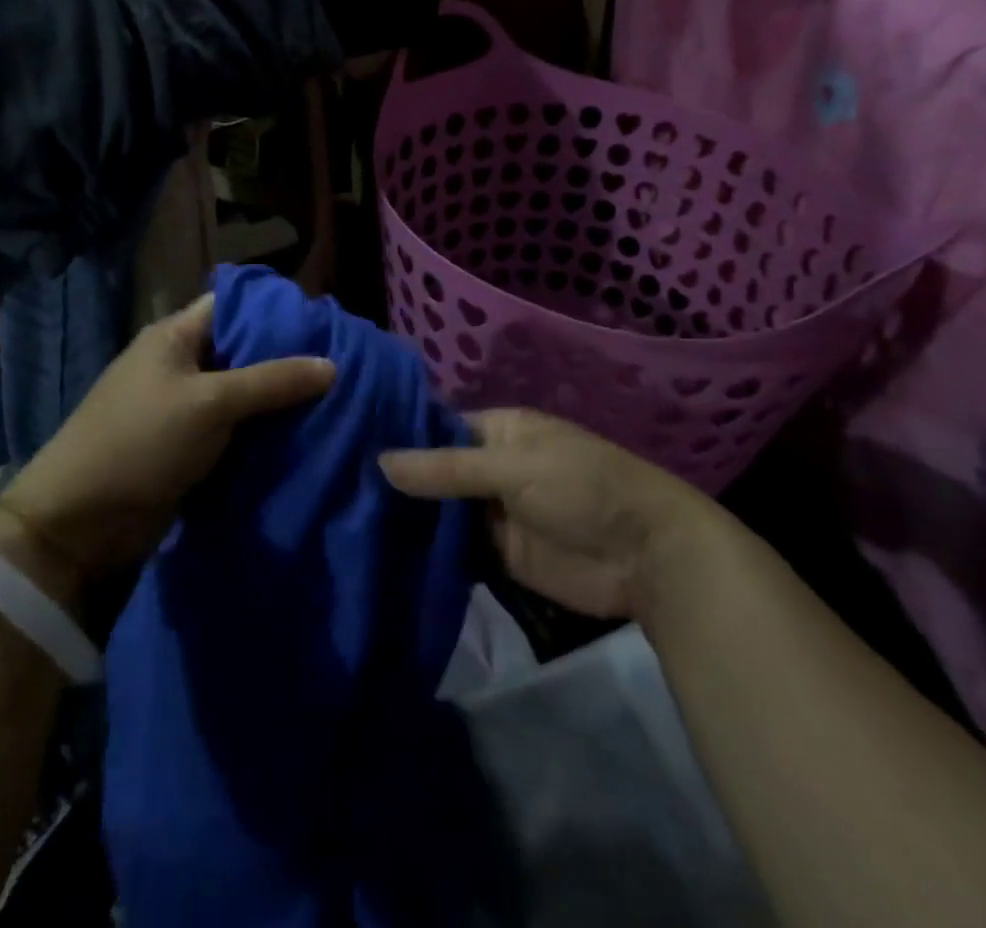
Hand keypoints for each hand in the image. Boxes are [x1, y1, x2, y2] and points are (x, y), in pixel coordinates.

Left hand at [0, 292, 335, 598]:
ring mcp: (184, 410)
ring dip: (279, 404)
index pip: (233, 306)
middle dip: (288, 361)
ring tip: (336, 403)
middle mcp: (181, 366)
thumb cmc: (141, 441)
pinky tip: (306, 438)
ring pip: (243, 396)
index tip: (325, 324)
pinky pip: (236, 433)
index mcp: (176, 336)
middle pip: (243, 353)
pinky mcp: (189, 450)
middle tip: (341, 367)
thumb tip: (332, 365)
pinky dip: (264, 436)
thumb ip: (272, 381)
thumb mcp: (210, 403)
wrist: (80, 523)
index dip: (277, 312)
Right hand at [380, 408, 720, 620]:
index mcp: (498, 430)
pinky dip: (429, 552)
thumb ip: (447, 469)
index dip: (399, 437)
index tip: (348, 446)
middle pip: (435, 472)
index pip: (436, 428)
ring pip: (441, 512)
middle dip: (398, 483)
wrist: (647, 556)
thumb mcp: (512, 468)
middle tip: (338, 490)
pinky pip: (456, 550)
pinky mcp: (500, 555)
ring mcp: (494, 512)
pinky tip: (383, 556)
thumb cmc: (582, 488)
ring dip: (409, 519)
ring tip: (348, 522)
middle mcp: (490, 466)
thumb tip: (380, 461)